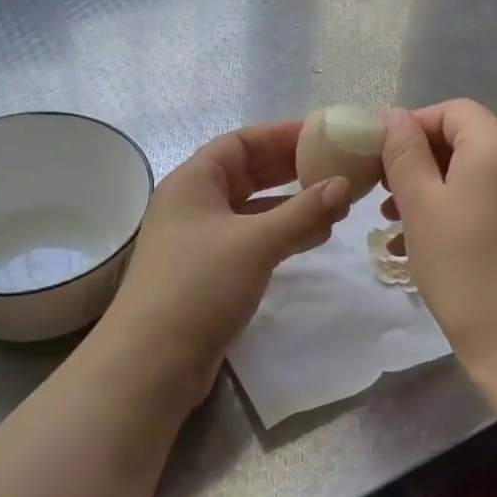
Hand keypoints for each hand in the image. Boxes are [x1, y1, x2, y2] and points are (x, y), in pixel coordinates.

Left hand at [94, 120, 351, 411]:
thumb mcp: (256, 242)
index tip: (323, 133)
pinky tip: (315, 238)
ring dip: (292, 205)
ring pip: (253, 209)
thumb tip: (343, 185)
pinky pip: (253, 239)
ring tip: (336, 204)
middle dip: (291, 169)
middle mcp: (194, 204)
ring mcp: (201, 240)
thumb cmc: (199, 286)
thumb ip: (303, 212)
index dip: (281, 135)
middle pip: (248, 173)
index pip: (241, 142)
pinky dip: (282, 234)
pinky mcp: (210, 272)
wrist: (152, 362)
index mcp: (193, 181)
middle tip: (336, 166)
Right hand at [380, 100, 496, 374]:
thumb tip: (395, 115)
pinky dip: (459, 208)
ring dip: (434, 188)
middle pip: (466, 140)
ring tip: (396, 223)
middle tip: (384, 194)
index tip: (380, 158)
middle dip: (420, 161)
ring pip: (476, 173)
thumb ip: (404, 152)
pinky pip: (493, 199)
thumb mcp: (420, 204)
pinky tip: (426, 244)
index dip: (413, 126)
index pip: (452, 111)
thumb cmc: (462, 266)